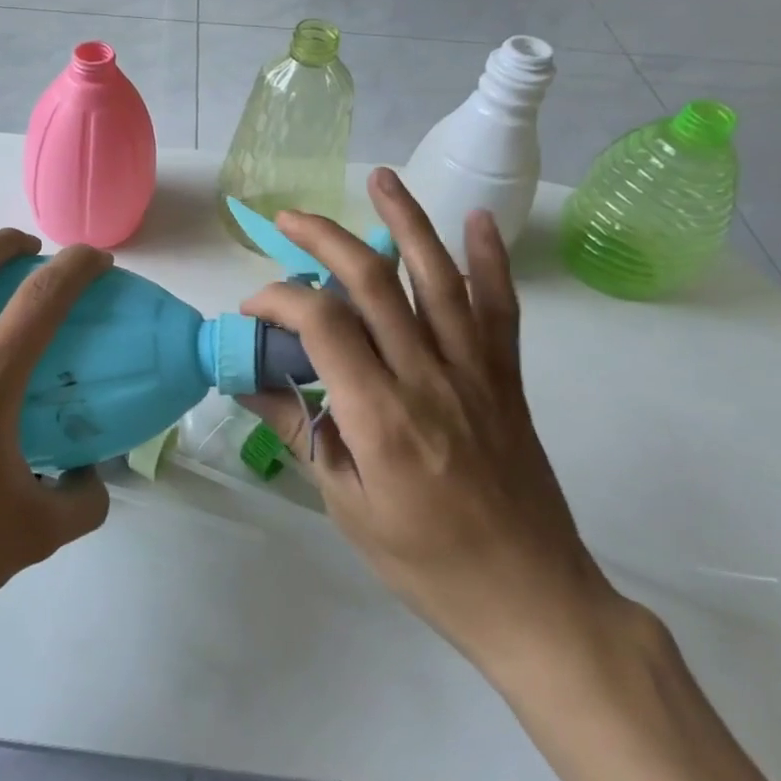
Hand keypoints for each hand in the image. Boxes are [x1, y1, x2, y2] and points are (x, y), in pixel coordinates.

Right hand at [238, 169, 617, 671]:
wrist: (533, 601)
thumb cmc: (426, 563)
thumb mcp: (344, 504)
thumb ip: (299, 431)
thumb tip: (248, 382)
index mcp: (380, 416)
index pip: (321, 322)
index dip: (279, 297)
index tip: (254, 307)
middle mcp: (427, 378)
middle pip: (372, 281)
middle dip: (324, 237)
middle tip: (289, 218)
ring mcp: (474, 373)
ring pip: (437, 278)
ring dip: (405, 221)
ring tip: (380, 179)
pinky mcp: (505, 379)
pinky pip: (500, 309)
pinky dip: (490, 260)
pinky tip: (476, 220)